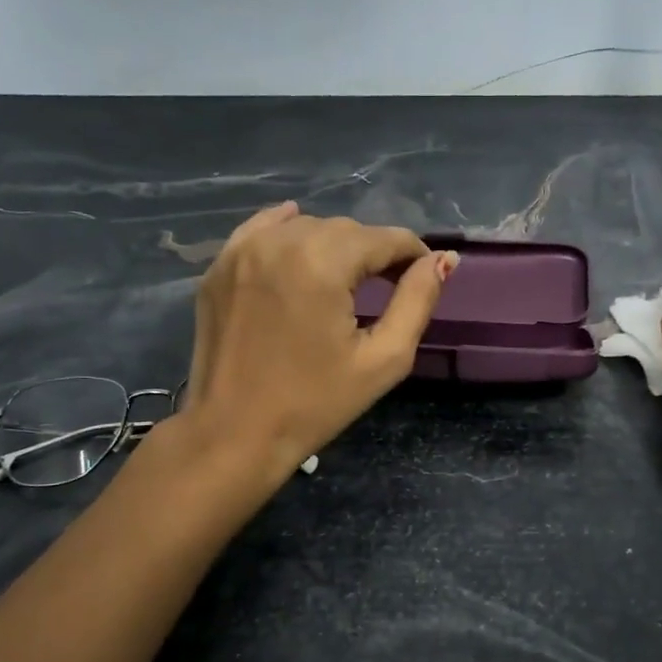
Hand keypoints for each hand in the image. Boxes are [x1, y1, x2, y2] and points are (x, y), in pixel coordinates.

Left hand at [178, 203, 455, 475]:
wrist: (234, 434)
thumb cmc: (315, 404)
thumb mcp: (383, 359)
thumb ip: (417, 301)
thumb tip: (442, 260)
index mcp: (322, 262)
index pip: (384, 238)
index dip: (412, 254)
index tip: (423, 278)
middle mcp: (280, 242)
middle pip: (346, 230)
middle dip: (373, 252)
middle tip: (387, 287)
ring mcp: (243, 251)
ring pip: (307, 227)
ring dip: (333, 246)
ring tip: (343, 282)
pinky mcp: (220, 266)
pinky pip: (263, 230)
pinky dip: (288, 233)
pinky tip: (302, 244)